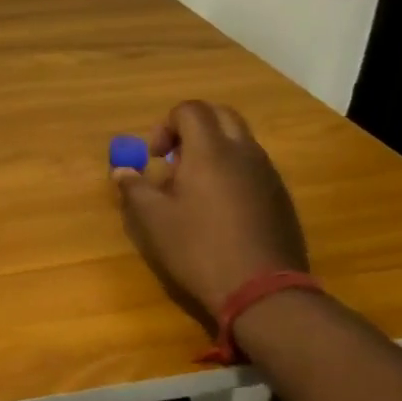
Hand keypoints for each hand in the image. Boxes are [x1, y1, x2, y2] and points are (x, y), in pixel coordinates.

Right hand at [112, 101, 308, 319]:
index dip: (165, 125)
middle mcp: (243, 152)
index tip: (154, 157)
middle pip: (220, 115)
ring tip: (194, 185)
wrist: (262, 291)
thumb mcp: (153, 220)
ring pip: (240, 139)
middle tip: (174, 158)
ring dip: (214, 148)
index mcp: (210, 150)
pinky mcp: (280, 196)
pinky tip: (219, 208)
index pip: (190, 110)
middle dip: (193, 127)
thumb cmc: (199, 249)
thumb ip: (134, 187)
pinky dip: (232, 169)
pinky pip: (253, 165)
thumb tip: (121, 169)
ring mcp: (267, 173)